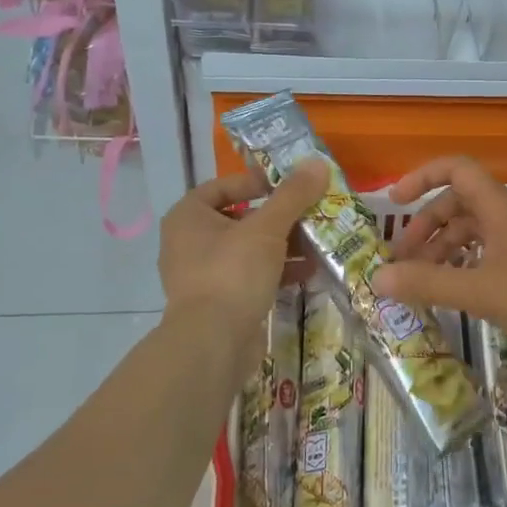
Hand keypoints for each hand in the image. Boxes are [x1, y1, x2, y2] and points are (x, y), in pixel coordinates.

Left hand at [158, 159, 326, 327]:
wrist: (213, 344)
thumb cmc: (233, 273)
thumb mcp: (267, 228)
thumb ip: (293, 195)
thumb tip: (318, 162)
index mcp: (188, 217)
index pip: (222, 187)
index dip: (256, 182)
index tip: (289, 186)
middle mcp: (189, 243)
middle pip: (240, 218)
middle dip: (279, 217)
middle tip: (311, 213)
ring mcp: (203, 275)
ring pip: (248, 249)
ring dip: (283, 245)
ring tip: (318, 242)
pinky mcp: (220, 301)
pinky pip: (251, 276)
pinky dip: (278, 271)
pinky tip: (309, 271)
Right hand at [373, 156, 506, 354]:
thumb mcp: (480, 291)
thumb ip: (428, 283)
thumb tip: (377, 277)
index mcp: (498, 207)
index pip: (456, 169)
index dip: (421, 177)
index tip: (393, 202)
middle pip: (458, 204)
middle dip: (425, 226)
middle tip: (401, 260)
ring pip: (473, 231)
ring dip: (443, 249)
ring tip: (422, 282)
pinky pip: (488, 252)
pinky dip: (465, 264)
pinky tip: (455, 291)